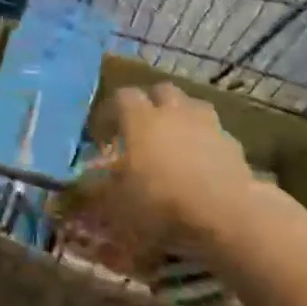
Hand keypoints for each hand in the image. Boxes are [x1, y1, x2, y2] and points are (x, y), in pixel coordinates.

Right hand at [78, 83, 256, 255]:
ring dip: (181, 117)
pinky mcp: (233, 144)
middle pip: (160, 91)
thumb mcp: (117, 204)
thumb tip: (73, 188)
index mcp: (140, 118)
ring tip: (175, 141)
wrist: (227, 214)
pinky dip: (206, 142)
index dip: (110, 112)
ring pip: (192, 106)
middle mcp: (173, 111)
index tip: (102, 133)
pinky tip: (203, 163)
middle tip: (142, 128)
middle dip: (150, 104)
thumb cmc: (162, 203)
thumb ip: (95, 192)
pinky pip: (214, 134)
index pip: (121, 97)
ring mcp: (207, 124)